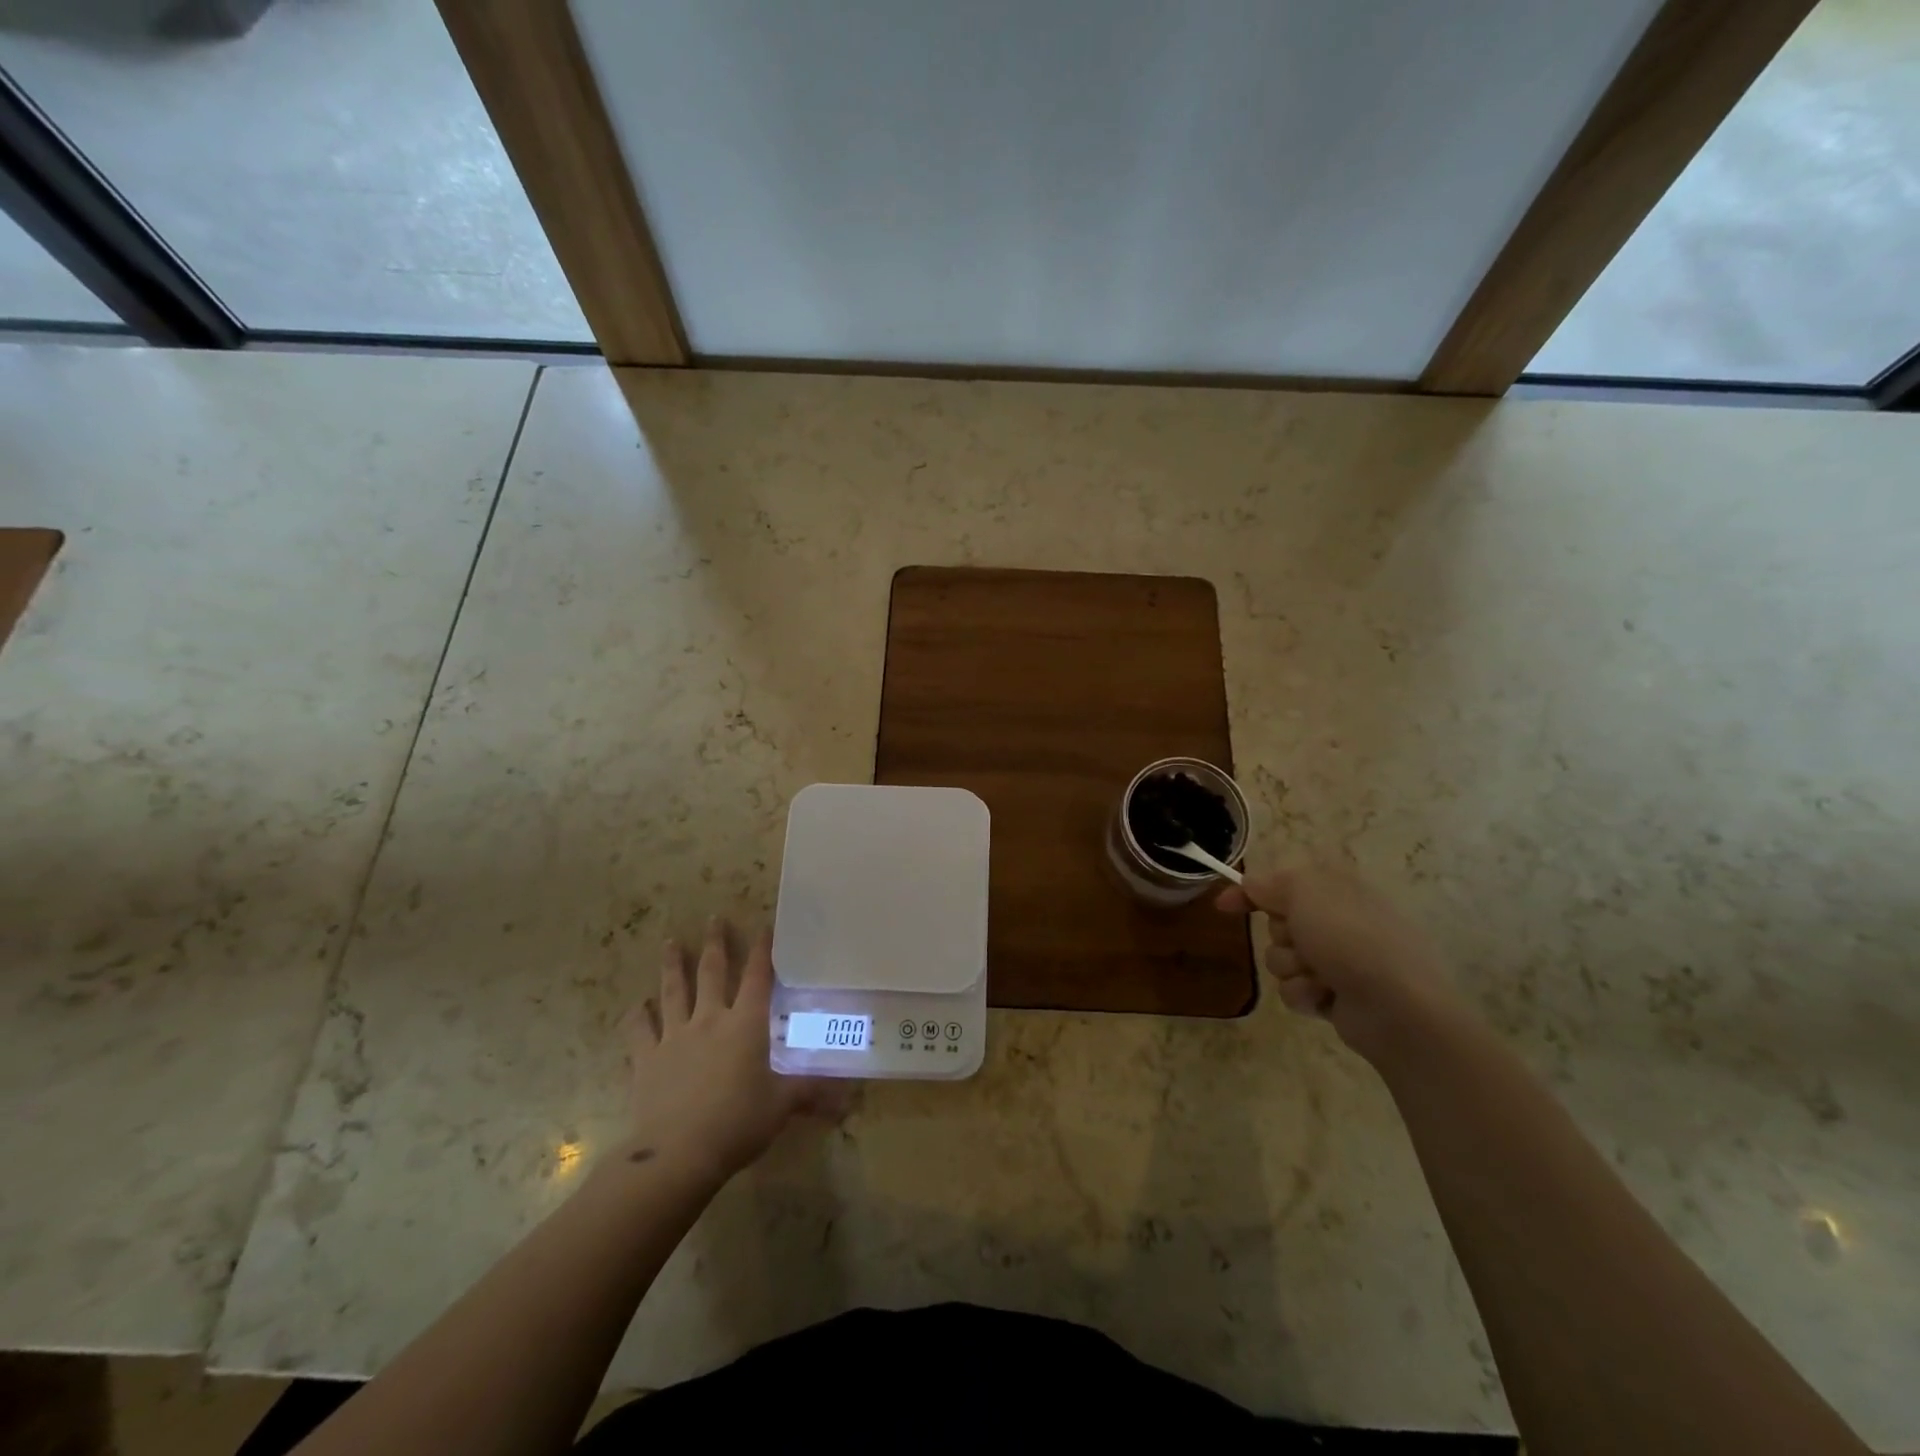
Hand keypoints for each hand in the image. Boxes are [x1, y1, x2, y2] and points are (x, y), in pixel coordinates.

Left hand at [624, 918, 846, 1187]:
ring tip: (670, 942)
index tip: (764, 926)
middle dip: (715, 943)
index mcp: (746, 1024)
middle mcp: (709, 1020)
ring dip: (672, 966)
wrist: (677, 1153)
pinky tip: (636, 1006)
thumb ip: (811, 1093)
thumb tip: (849, 1099)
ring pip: (673, 992)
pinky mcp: (647, 1060)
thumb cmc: (738, 1122)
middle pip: (712, 972)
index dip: (762, 950)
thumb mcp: (782, 1106)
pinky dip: (636, 1017)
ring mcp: (674, 1037)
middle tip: (714, 918)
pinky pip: (639, 1031)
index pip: (757, 977)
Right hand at [1217, 864, 1459, 1065]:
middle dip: (1280, 935)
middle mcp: (1338, 922)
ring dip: (1291, 968)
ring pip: (1281, 959)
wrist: (1397, 1007)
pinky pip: (1294, 990)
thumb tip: (1250, 884)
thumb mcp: (1304, 892)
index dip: (1250, 892)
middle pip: (1277, 923)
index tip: (1224, 905)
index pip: (1282, 883)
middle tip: (1300, 941)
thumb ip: (1269, 883)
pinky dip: (1304, 993)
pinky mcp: (1335, 996)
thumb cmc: (1351, 938)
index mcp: (1336, 890)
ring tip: (1318, 976)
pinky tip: (1325, 998)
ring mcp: (1339, 961)